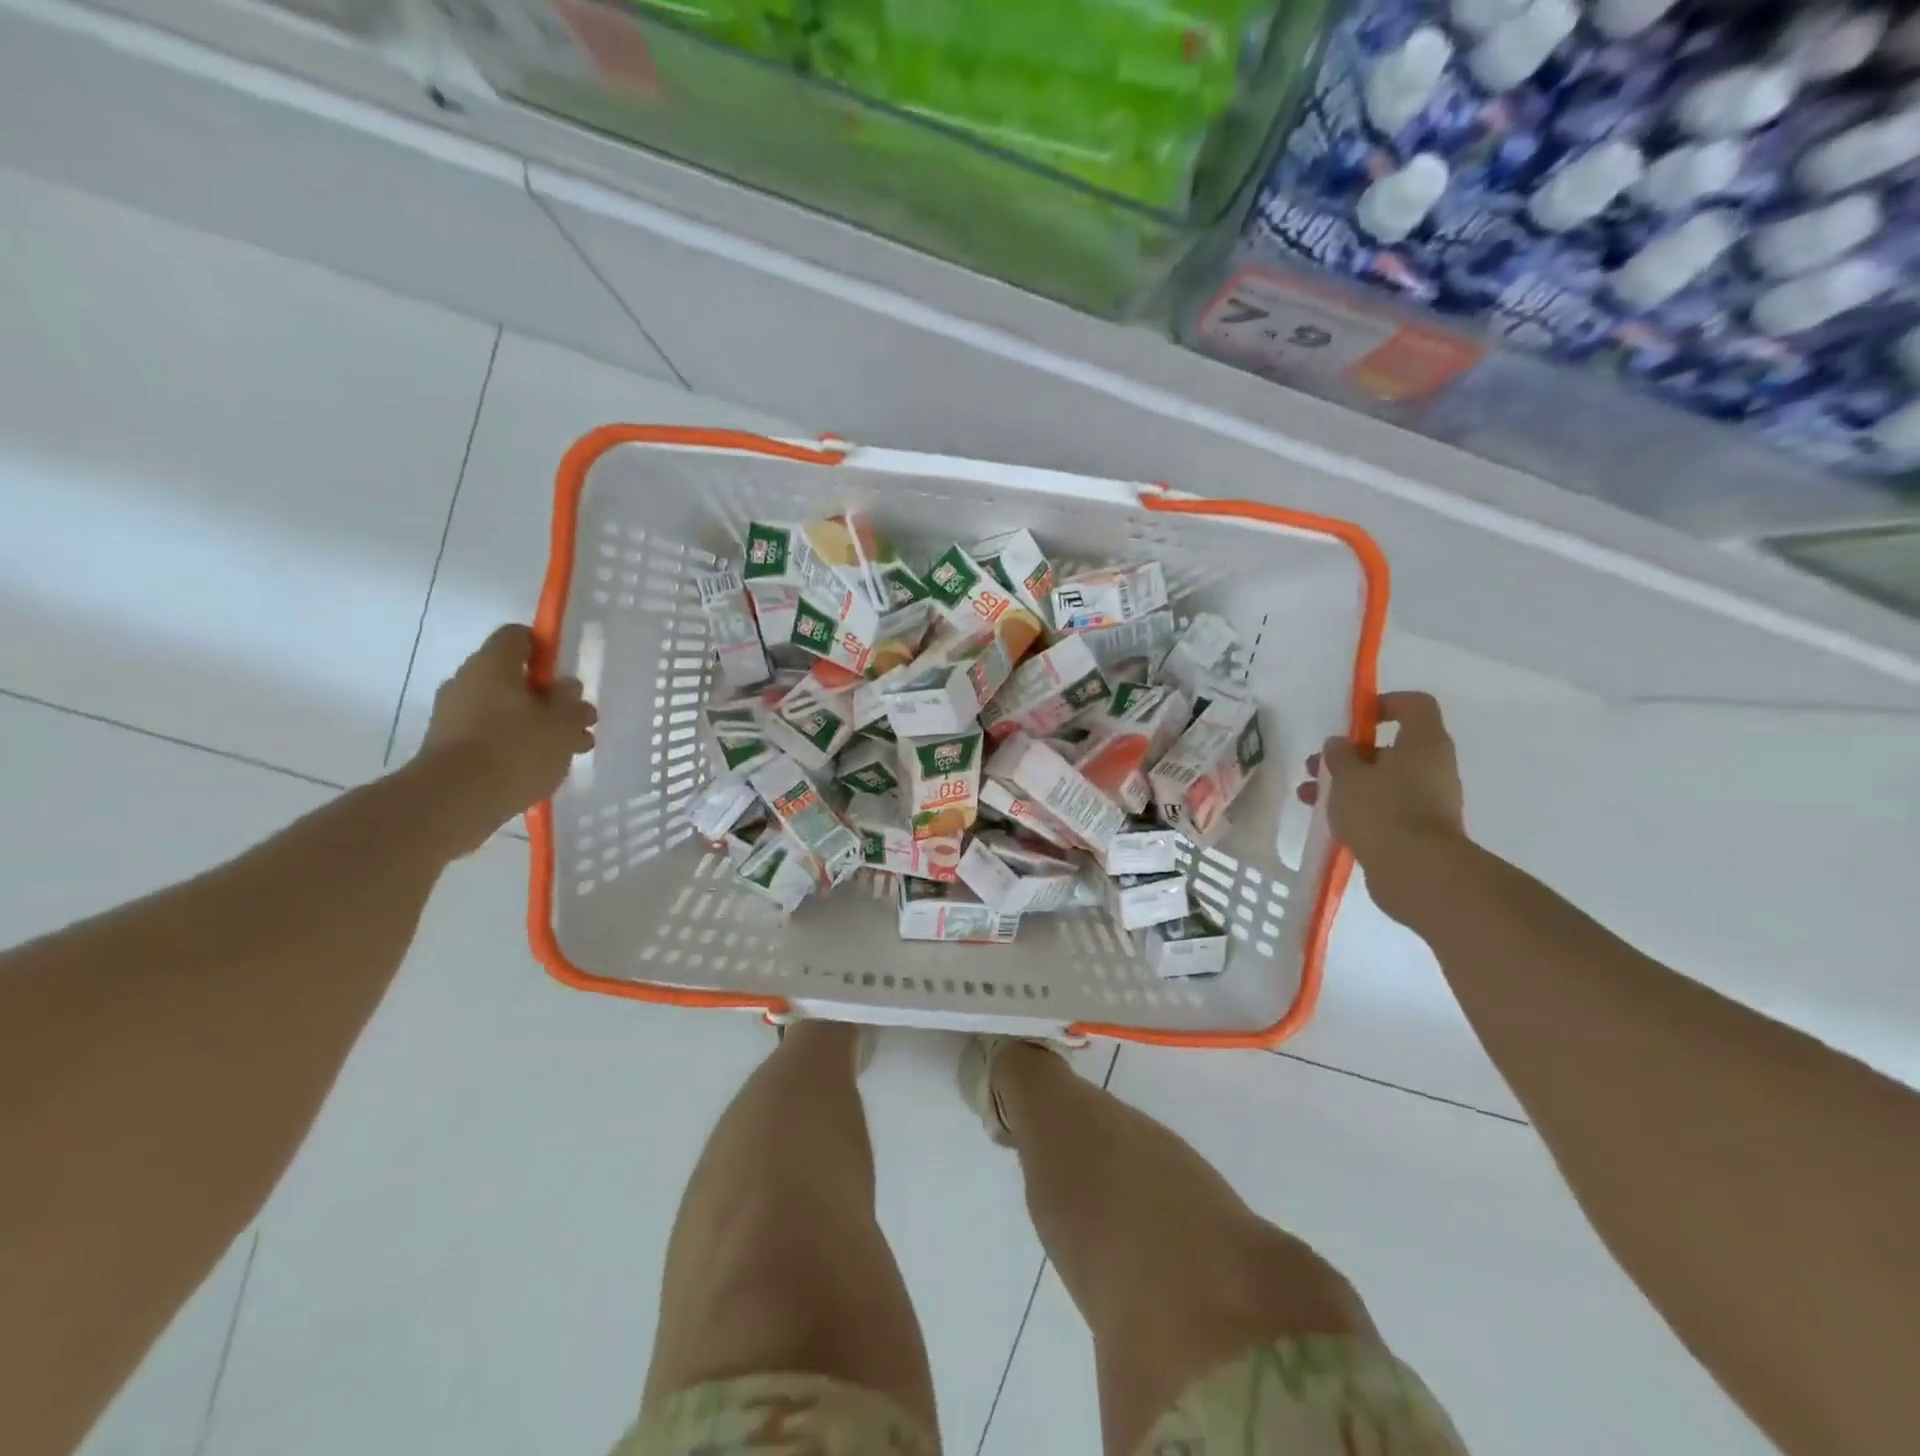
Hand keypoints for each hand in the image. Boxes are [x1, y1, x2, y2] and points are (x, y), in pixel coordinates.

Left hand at [419, 625, 596, 852]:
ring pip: (505, 711)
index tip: (566, 676)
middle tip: (578, 724)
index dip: (546, 649)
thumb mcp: (562, 724)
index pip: (519, 636)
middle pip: (514, 678)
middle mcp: (467, 682)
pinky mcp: (448, 747)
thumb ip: (571, 702)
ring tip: (570, 753)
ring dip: (537, 726)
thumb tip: (566, 687)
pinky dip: (515, 747)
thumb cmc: (516, 749)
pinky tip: (540, 769)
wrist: (455, 800)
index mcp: (493, 664)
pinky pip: (490, 736)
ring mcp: (453, 716)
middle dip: (549, 699)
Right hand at [1316, 692, 1465, 918]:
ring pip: (1383, 781)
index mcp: (1424, 743)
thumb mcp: (1348, 775)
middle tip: (1316, 765)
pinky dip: (1358, 809)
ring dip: (1346, 784)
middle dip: (1349, 755)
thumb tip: (1339, 744)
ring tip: (1308, 796)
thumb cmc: (1382, 809)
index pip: (1413, 705)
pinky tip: (1327, 820)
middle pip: (1391, 747)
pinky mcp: (1418, 830)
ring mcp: (1428, 800)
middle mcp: (1433, 767)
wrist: (1416, 872)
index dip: (1384, 704)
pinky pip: (1385, 808)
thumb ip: (1339, 755)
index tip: (1354, 718)